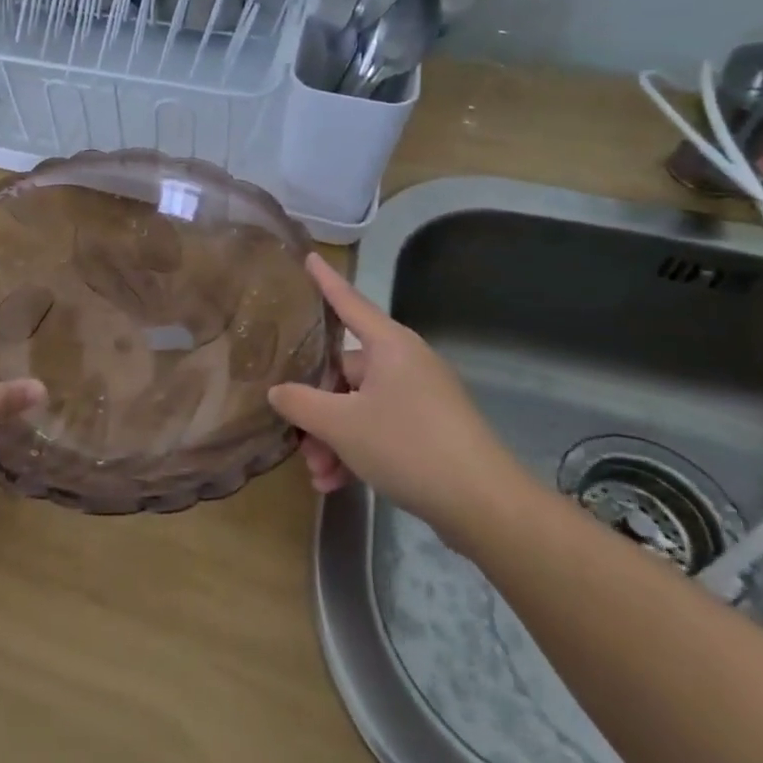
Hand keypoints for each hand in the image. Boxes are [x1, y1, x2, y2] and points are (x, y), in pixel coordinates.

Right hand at [270, 255, 536, 544]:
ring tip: (317, 474)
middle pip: (344, 370)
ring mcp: (419, 397)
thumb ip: (301, 403)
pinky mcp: (429, 430)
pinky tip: (336, 483)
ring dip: (332, 437)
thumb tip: (278, 392)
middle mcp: (405, 363)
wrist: (485, 506)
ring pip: (358, 406)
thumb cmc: (408, 446)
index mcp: (389, 345)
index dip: (325, 281)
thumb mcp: (342, 425)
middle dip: (316, 407)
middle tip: (296, 437)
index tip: (308, 256)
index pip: (348, 302)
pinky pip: (379, 428)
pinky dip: (356, 450)